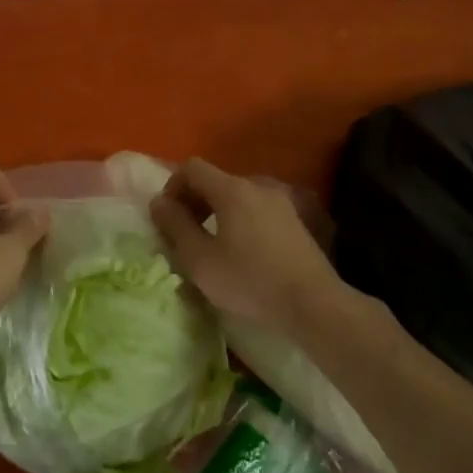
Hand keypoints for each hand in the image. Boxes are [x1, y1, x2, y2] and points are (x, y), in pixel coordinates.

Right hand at [149, 157, 340, 332]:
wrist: (313, 304)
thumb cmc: (250, 281)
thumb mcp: (200, 259)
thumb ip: (175, 226)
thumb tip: (158, 203)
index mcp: (232, 190)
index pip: (192, 168)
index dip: (172, 187)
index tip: (166, 218)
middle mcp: (258, 186)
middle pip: (215, 180)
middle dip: (193, 201)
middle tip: (183, 233)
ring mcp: (281, 202)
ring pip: (236, 196)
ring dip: (216, 212)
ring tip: (210, 244)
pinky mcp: (295, 221)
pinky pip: (256, 210)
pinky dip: (238, 221)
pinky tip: (240, 252)